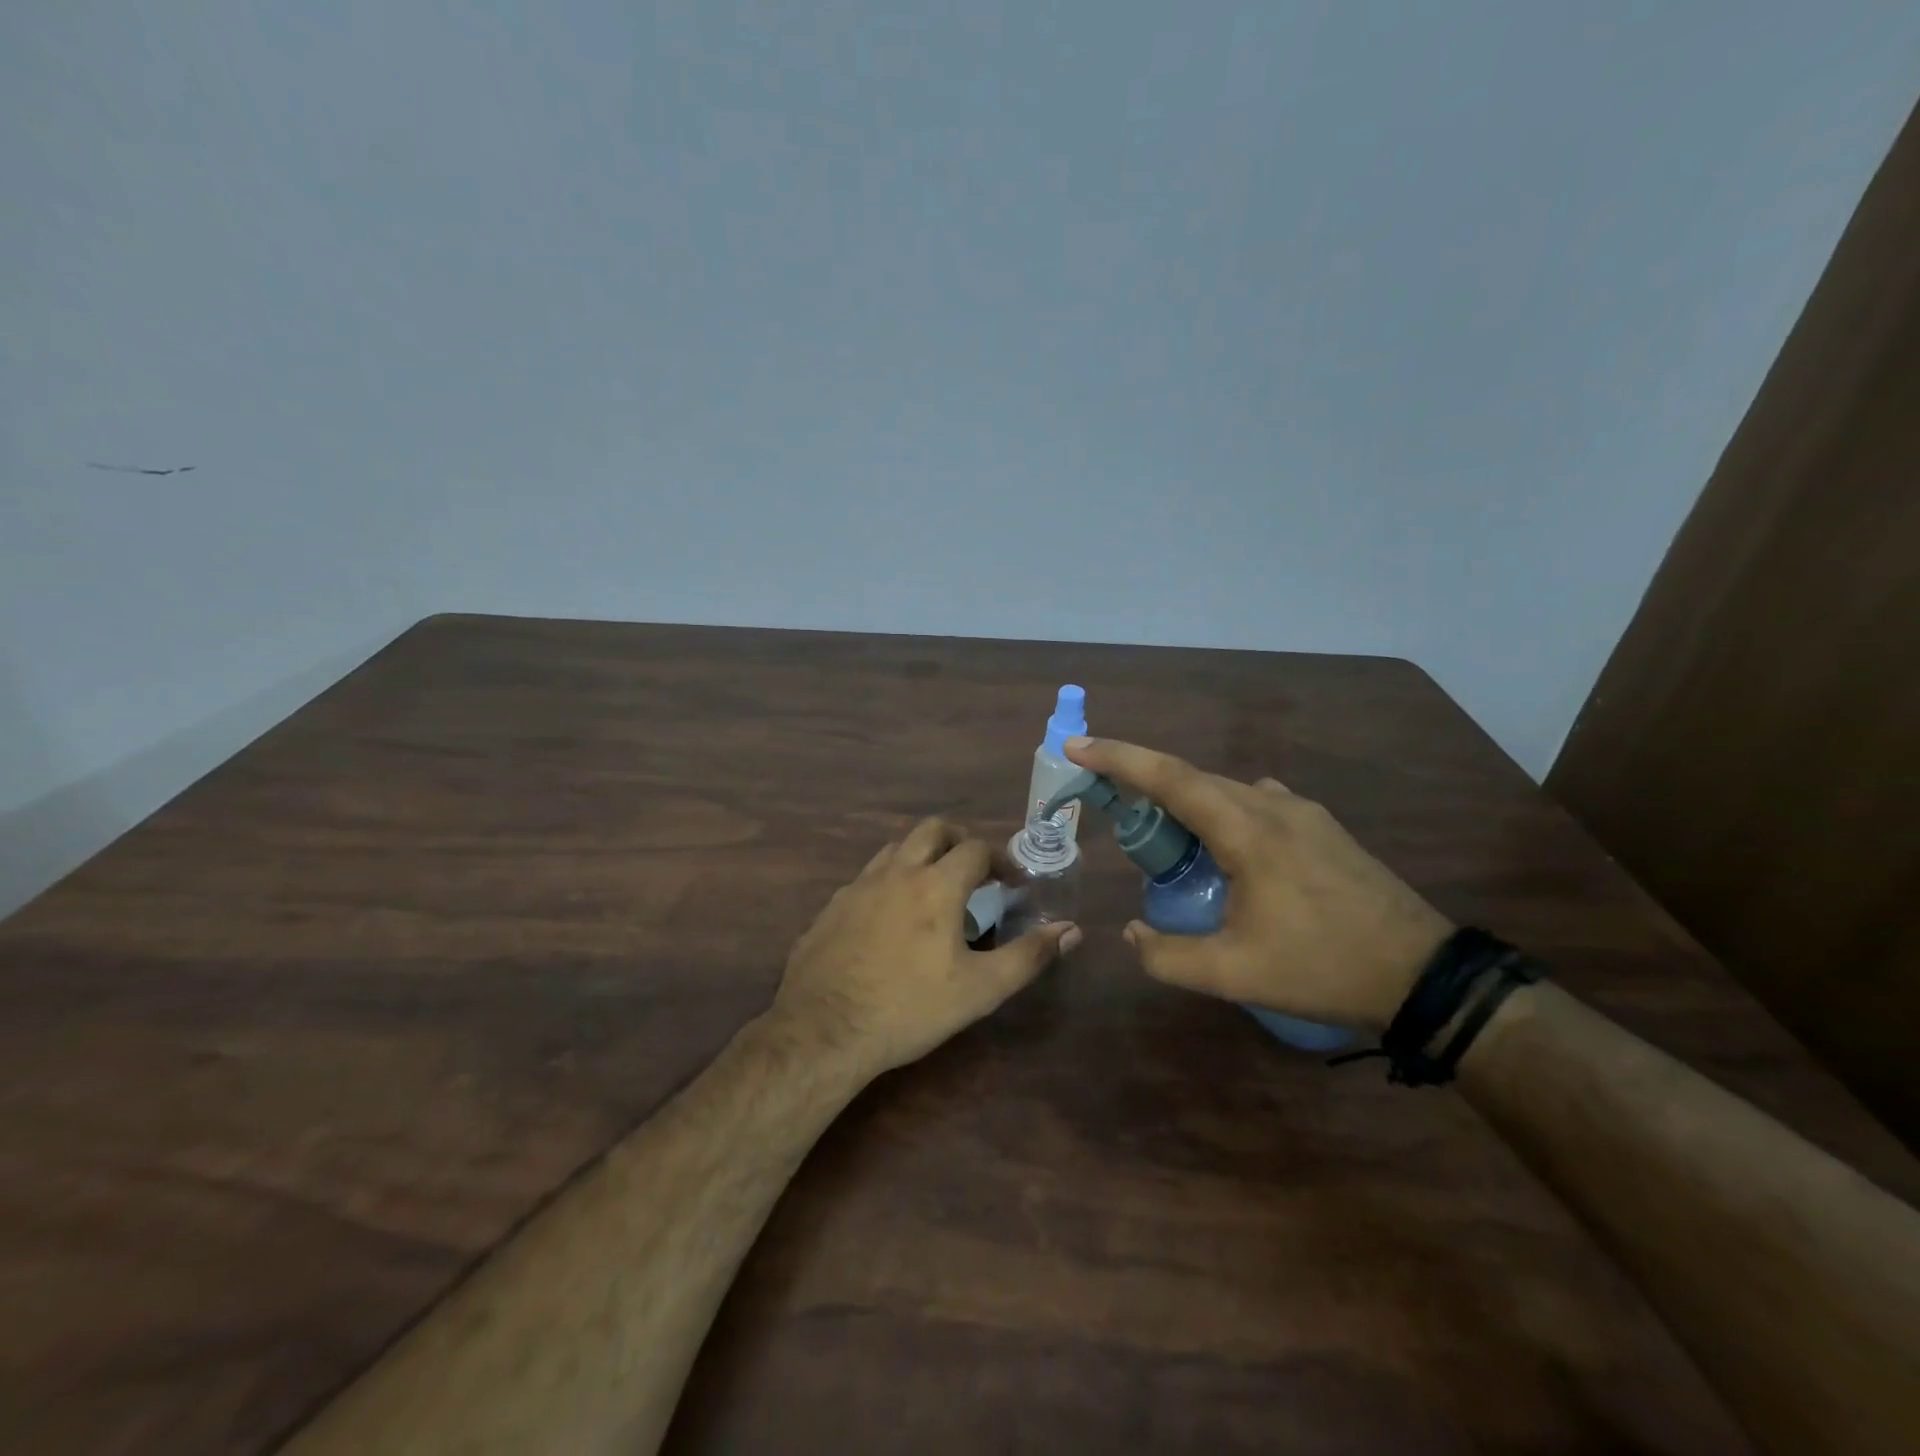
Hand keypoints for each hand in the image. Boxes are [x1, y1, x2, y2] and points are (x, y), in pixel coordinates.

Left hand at [769, 817, 1080, 1084]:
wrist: (823, 1030)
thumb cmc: (909, 1008)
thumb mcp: (980, 990)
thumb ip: (1028, 956)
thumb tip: (1071, 930)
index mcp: (936, 885)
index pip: (975, 848)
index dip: (1000, 859)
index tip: (1011, 882)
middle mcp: (897, 872)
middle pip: (932, 830)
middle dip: (958, 840)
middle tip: (974, 869)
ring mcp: (859, 885)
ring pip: (896, 849)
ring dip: (921, 855)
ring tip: (934, 889)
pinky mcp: (833, 906)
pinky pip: (868, 877)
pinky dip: (890, 881)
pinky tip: (890, 918)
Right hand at [1064, 738, 1450, 1029]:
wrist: (1424, 975)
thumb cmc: (1323, 968)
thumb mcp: (1235, 974)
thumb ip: (1168, 956)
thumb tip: (1131, 933)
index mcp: (1248, 831)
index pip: (1171, 778)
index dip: (1120, 758)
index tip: (1078, 744)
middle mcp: (1272, 806)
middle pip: (1193, 779)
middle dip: (1144, 782)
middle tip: (1107, 802)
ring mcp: (1303, 812)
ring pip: (1225, 791)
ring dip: (1184, 802)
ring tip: (1163, 838)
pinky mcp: (1322, 828)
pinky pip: (1254, 804)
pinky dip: (1220, 813)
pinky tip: (1223, 850)